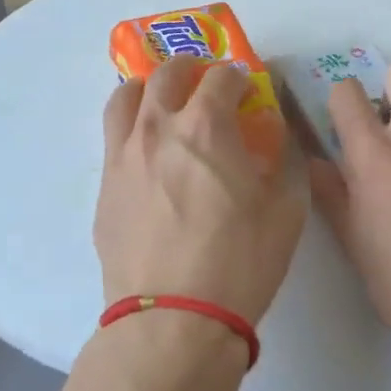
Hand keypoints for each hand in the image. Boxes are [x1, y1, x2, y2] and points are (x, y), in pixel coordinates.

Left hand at [95, 56, 307, 327]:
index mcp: (207, 127)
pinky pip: (113, 139)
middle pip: (167, 73)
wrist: (173, 321)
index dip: (239, 77)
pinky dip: (133, 130)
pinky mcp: (104, 187)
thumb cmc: (240, 262)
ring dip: (149, 90)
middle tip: (205, 85)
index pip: (222, 77)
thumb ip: (281, 162)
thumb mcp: (286, 210)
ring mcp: (123, 156)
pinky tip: (149, 157)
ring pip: (126, 97)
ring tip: (163, 105)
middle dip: (191, 69)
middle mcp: (158, 128)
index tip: (247, 90)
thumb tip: (271, 138)